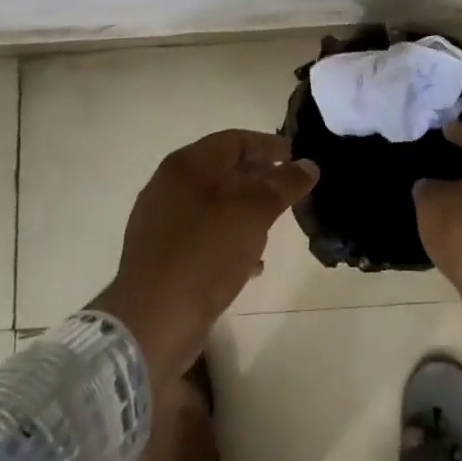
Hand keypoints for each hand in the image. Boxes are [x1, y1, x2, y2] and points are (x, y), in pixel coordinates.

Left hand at [92, 130, 318, 380]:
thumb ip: (284, 185)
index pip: (235, 140)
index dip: (269, 145)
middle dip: (259, 178)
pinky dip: (229, 238)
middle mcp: (169, 186)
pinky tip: (251, 262)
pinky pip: (203, 236)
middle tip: (290, 190)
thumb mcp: (254, 213)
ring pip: (214, 204)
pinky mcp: (162, 255)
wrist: (153, 320)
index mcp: (187, 165)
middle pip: (223, 170)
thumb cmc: (206, 253)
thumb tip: (308, 165)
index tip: (298, 157)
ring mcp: (162, 221)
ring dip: (245, 210)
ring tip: (275, 224)